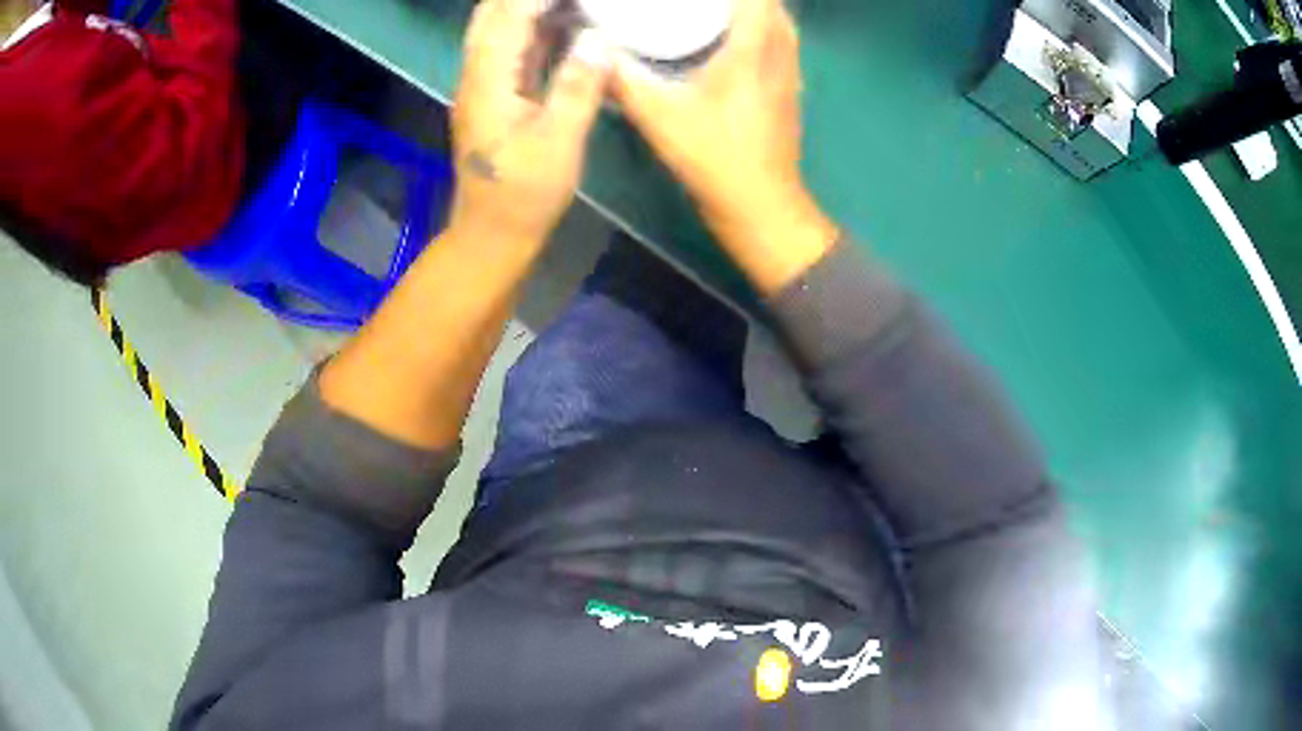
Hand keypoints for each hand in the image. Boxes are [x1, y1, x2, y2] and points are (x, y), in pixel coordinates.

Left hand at [449, 0, 610, 244]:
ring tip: (570, 1)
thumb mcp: (557, 142)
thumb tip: (598, 37)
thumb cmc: (524, 194)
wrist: (492, 234)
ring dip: (527, 7)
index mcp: (488, 80)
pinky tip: (564, 22)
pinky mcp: (495, 97)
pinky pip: (511, 50)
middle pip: (492, 15)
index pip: (508, 16)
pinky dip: (533, 28)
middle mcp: (478, 75)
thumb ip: (577, 86)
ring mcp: (484, 86)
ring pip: (499, 29)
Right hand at [610, 0, 837, 293]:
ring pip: (782, 23)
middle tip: (700, 1)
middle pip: (772, 4)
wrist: (761, 207)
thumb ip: (624, 80)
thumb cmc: (713, 158)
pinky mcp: (790, 91)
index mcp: (753, 49)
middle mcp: (779, 53)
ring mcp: (790, 73)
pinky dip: (765, 30)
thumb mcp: (659, 117)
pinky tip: (735, 39)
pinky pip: (783, 44)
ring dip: (756, 10)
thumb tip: (594, 51)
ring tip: (718, 10)